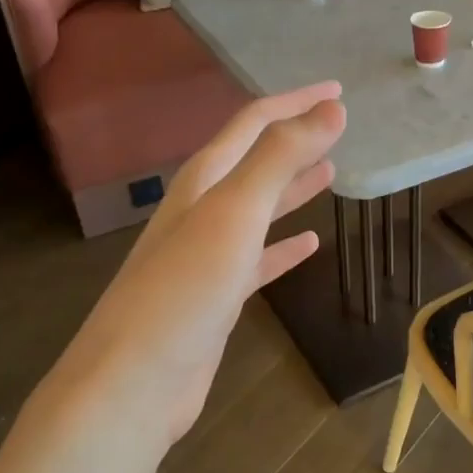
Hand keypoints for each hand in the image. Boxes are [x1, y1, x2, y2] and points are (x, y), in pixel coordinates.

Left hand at [38, 83, 344, 450]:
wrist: (134, 382)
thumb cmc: (183, 290)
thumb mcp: (234, 214)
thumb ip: (280, 158)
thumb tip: (332, 108)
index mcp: (203, 181)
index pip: (254, 124)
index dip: (295, 103)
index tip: (339, 90)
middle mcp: (202, 210)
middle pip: (255, 162)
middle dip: (294, 140)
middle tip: (338, 124)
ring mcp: (207, 256)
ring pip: (258, 209)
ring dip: (291, 188)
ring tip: (330, 171)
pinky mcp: (216, 297)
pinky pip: (258, 260)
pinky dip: (283, 248)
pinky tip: (309, 246)